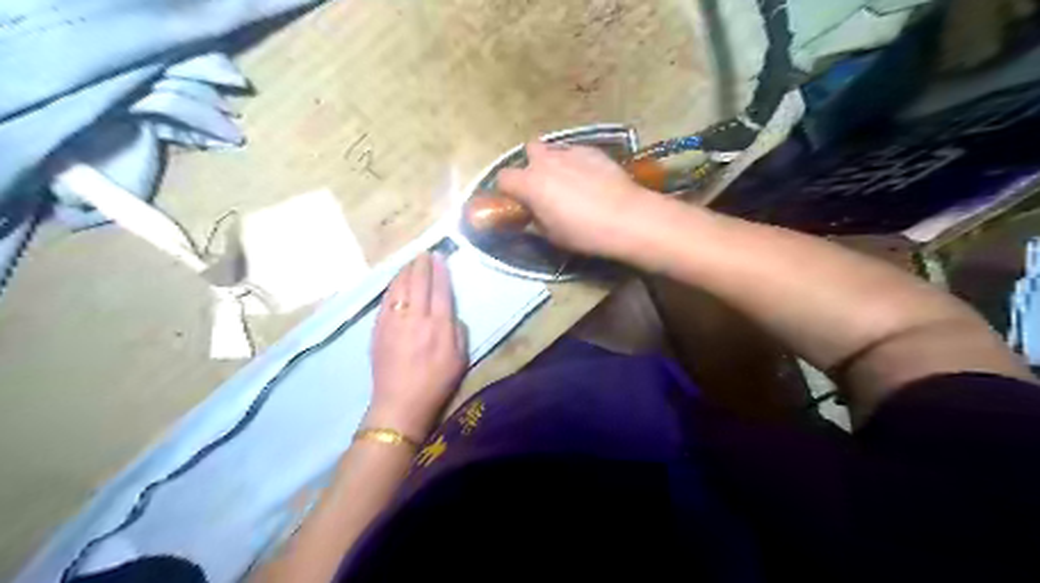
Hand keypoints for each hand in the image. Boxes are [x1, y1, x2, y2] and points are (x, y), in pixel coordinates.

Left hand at [362, 253, 464, 440]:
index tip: (439, 257)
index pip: (440, 289)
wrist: (400, 403)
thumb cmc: (436, 383)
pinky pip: (386, 300)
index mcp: (439, 325)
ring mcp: (394, 321)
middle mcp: (416, 318)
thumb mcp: (461, 359)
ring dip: (405, 272)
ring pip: (399, 288)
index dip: (440, 271)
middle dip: (421, 265)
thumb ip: (458, 331)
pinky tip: (395, 282)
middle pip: (418, 283)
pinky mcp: (378, 328)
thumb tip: (450, 313)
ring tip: (410, 263)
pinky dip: (392, 287)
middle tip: (423, 253)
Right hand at [495, 139, 666, 259]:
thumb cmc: (583, 232)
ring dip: (554, 162)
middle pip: (528, 151)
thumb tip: (533, 212)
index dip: (508, 190)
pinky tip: (591, 179)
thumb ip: (535, 218)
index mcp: (530, 184)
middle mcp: (546, 161)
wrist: (626, 218)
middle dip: (532, 165)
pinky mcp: (593, 150)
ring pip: (554, 149)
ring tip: (569, 181)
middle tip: (544, 186)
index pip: (503, 178)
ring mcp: (571, 151)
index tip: (517, 201)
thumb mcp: (551, 235)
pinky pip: (576, 152)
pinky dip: (577, 163)